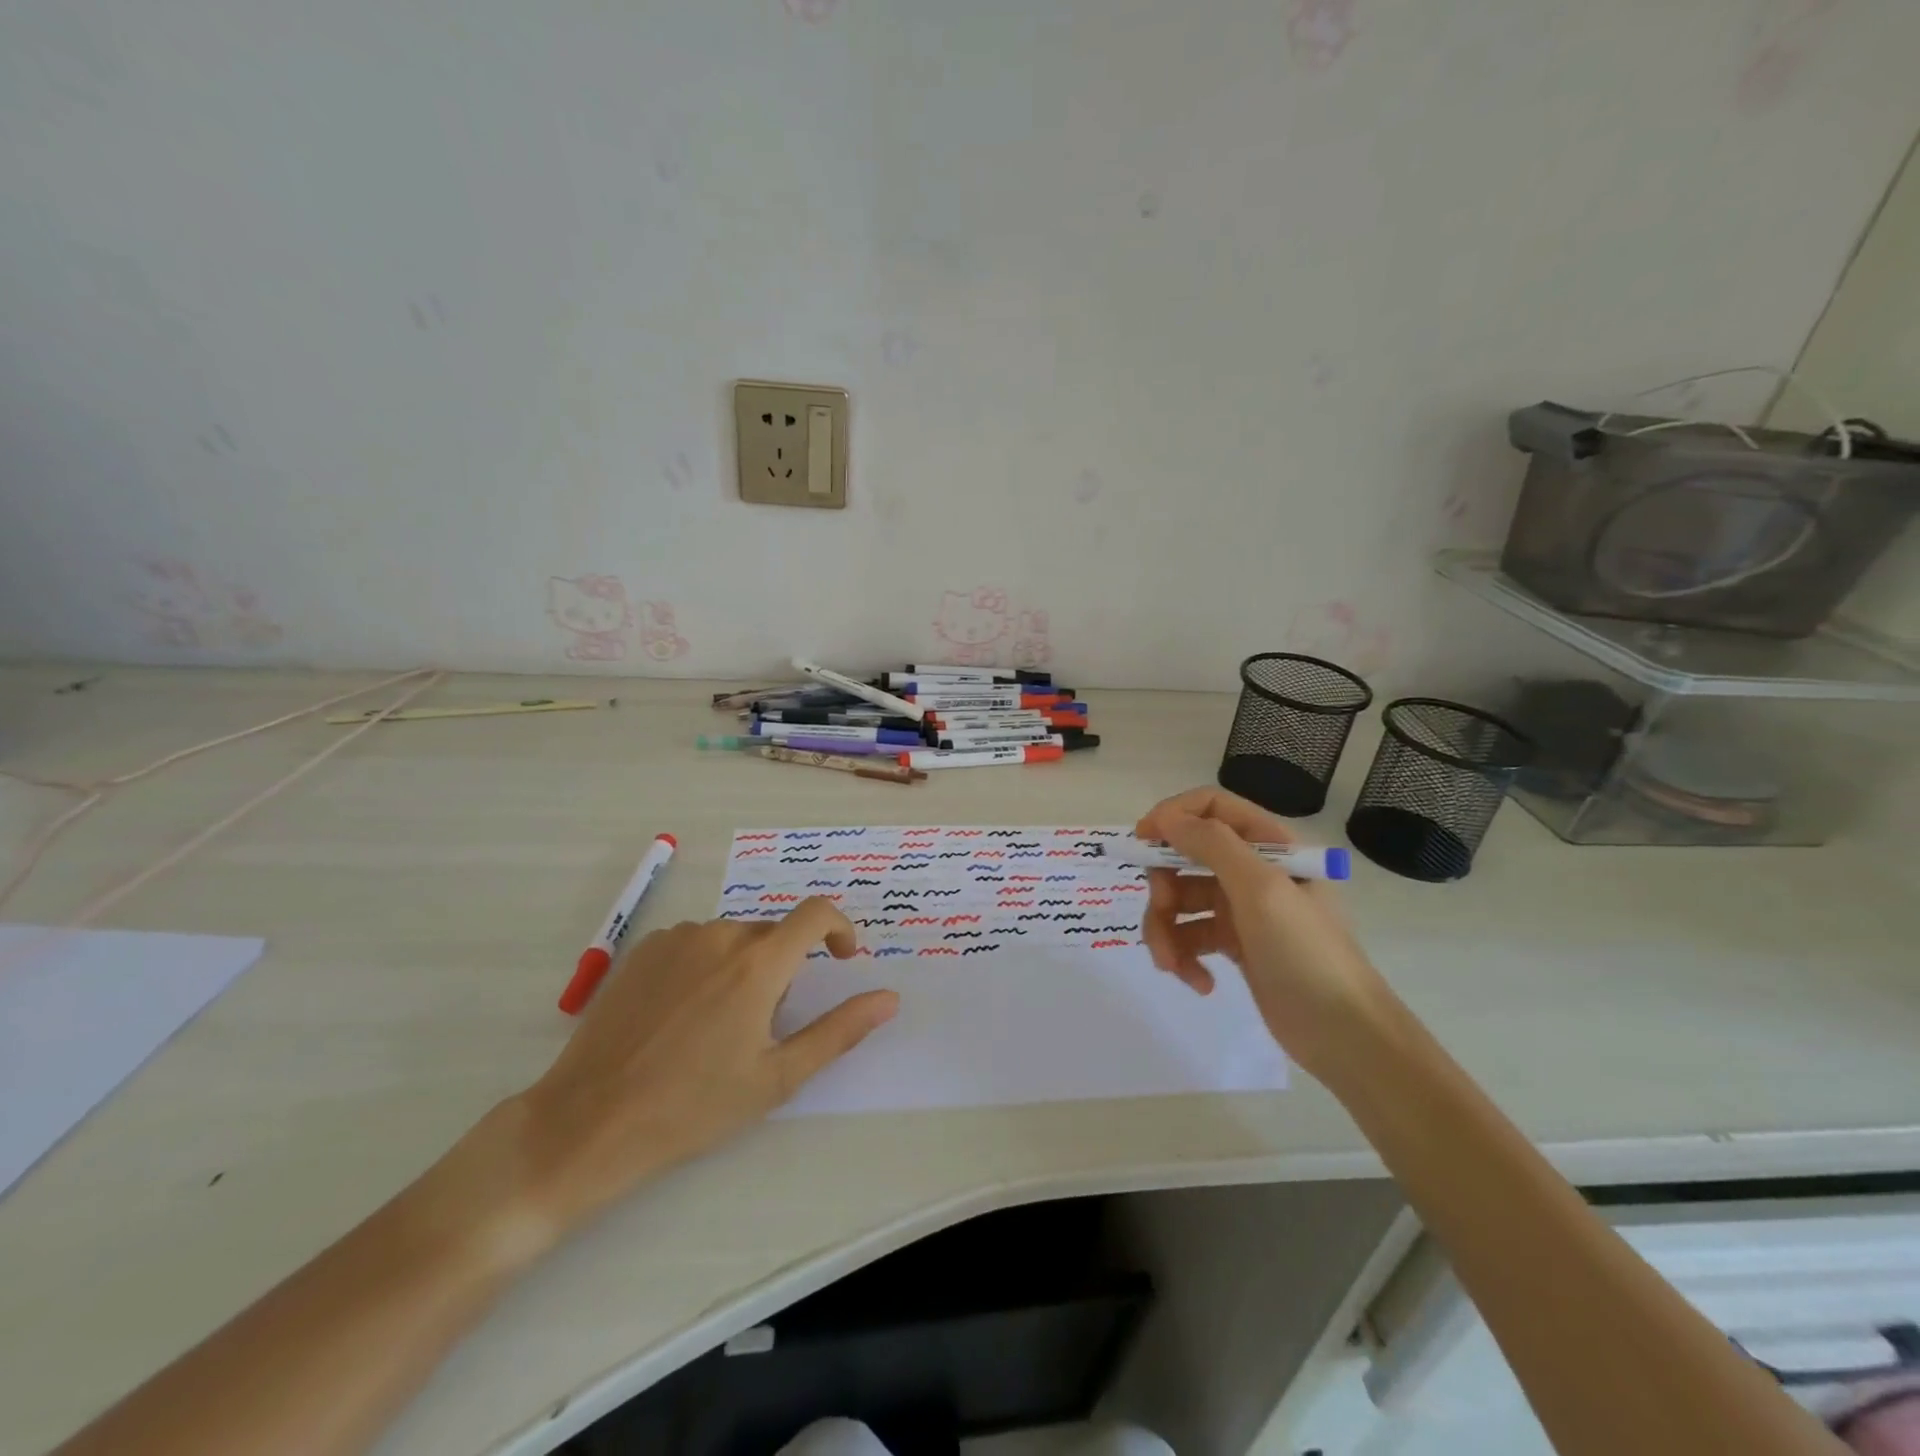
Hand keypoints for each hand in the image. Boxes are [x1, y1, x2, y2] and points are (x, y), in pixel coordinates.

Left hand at [487, 900, 896, 1249]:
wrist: (589, 1122)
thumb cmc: (692, 1106)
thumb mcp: (777, 1077)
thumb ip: (839, 1031)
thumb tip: (889, 998)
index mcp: (757, 964)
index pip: (816, 914)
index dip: (839, 928)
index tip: (841, 958)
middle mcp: (720, 935)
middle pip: (772, 934)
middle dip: (783, 967)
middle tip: (762, 1026)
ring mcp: (676, 939)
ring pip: (732, 939)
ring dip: (742, 967)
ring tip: (716, 1027)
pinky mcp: (643, 950)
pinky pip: (694, 944)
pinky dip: (705, 966)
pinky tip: (681, 1016)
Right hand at [1136, 786, 1391, 1078]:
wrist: (1345, 1036)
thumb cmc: (1307, 952)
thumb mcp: (1261, 890)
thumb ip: (1212, 845)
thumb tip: (1165, 818)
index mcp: (1268, 844)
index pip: (1211, 807)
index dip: (1172, 816)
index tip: (1142, 840)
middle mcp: (1252, 869)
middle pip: (1186, 855)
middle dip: (1164, 884)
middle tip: (1162, 910)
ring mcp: (1242, 909)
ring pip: (1180, 900)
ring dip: (1166, 929)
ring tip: (1173, 965)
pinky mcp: (1234, 945)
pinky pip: (1190, 936)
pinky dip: (1185, 957)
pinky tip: (1200, 983)